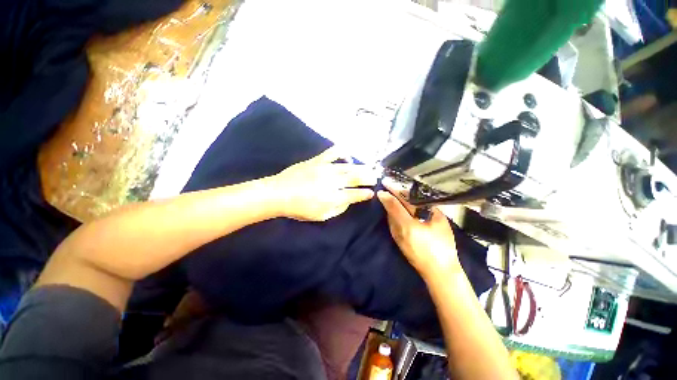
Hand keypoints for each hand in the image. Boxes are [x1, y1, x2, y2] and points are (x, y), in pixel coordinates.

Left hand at [272, 147, 377, 220]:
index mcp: (332, 197)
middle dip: (368, 177)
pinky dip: (342, 152)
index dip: (365, 194)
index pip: (354, 194)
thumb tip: (348, 201)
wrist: (278, 193)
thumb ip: (338, 209)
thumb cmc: (299, 209)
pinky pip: (332, 153)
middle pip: (355, 177)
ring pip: (348, 166)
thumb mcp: (320, 216)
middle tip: (376, 177)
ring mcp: (325, 169)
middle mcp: (332, 182)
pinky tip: (348, 155)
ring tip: (369, 167)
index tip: (371, 193)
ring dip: (361, 167)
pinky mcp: (317, 161)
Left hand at [377, 179, 460, 277]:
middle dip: (390, 199)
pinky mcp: (397, 241)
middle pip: (390, 210)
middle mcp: (397, 229)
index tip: (383, 186)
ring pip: (390, 217)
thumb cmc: (442, 247)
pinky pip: (393, 224)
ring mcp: (396, 236)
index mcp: (407, 224)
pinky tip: (401, 212)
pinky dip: (395, 215)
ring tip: (396, 198)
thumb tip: (424, 201)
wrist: (438, 272)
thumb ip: (431, 210)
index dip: (388, 195)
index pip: (393, 205)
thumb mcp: (440, 224)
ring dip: (392, 207)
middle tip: (391, 189)